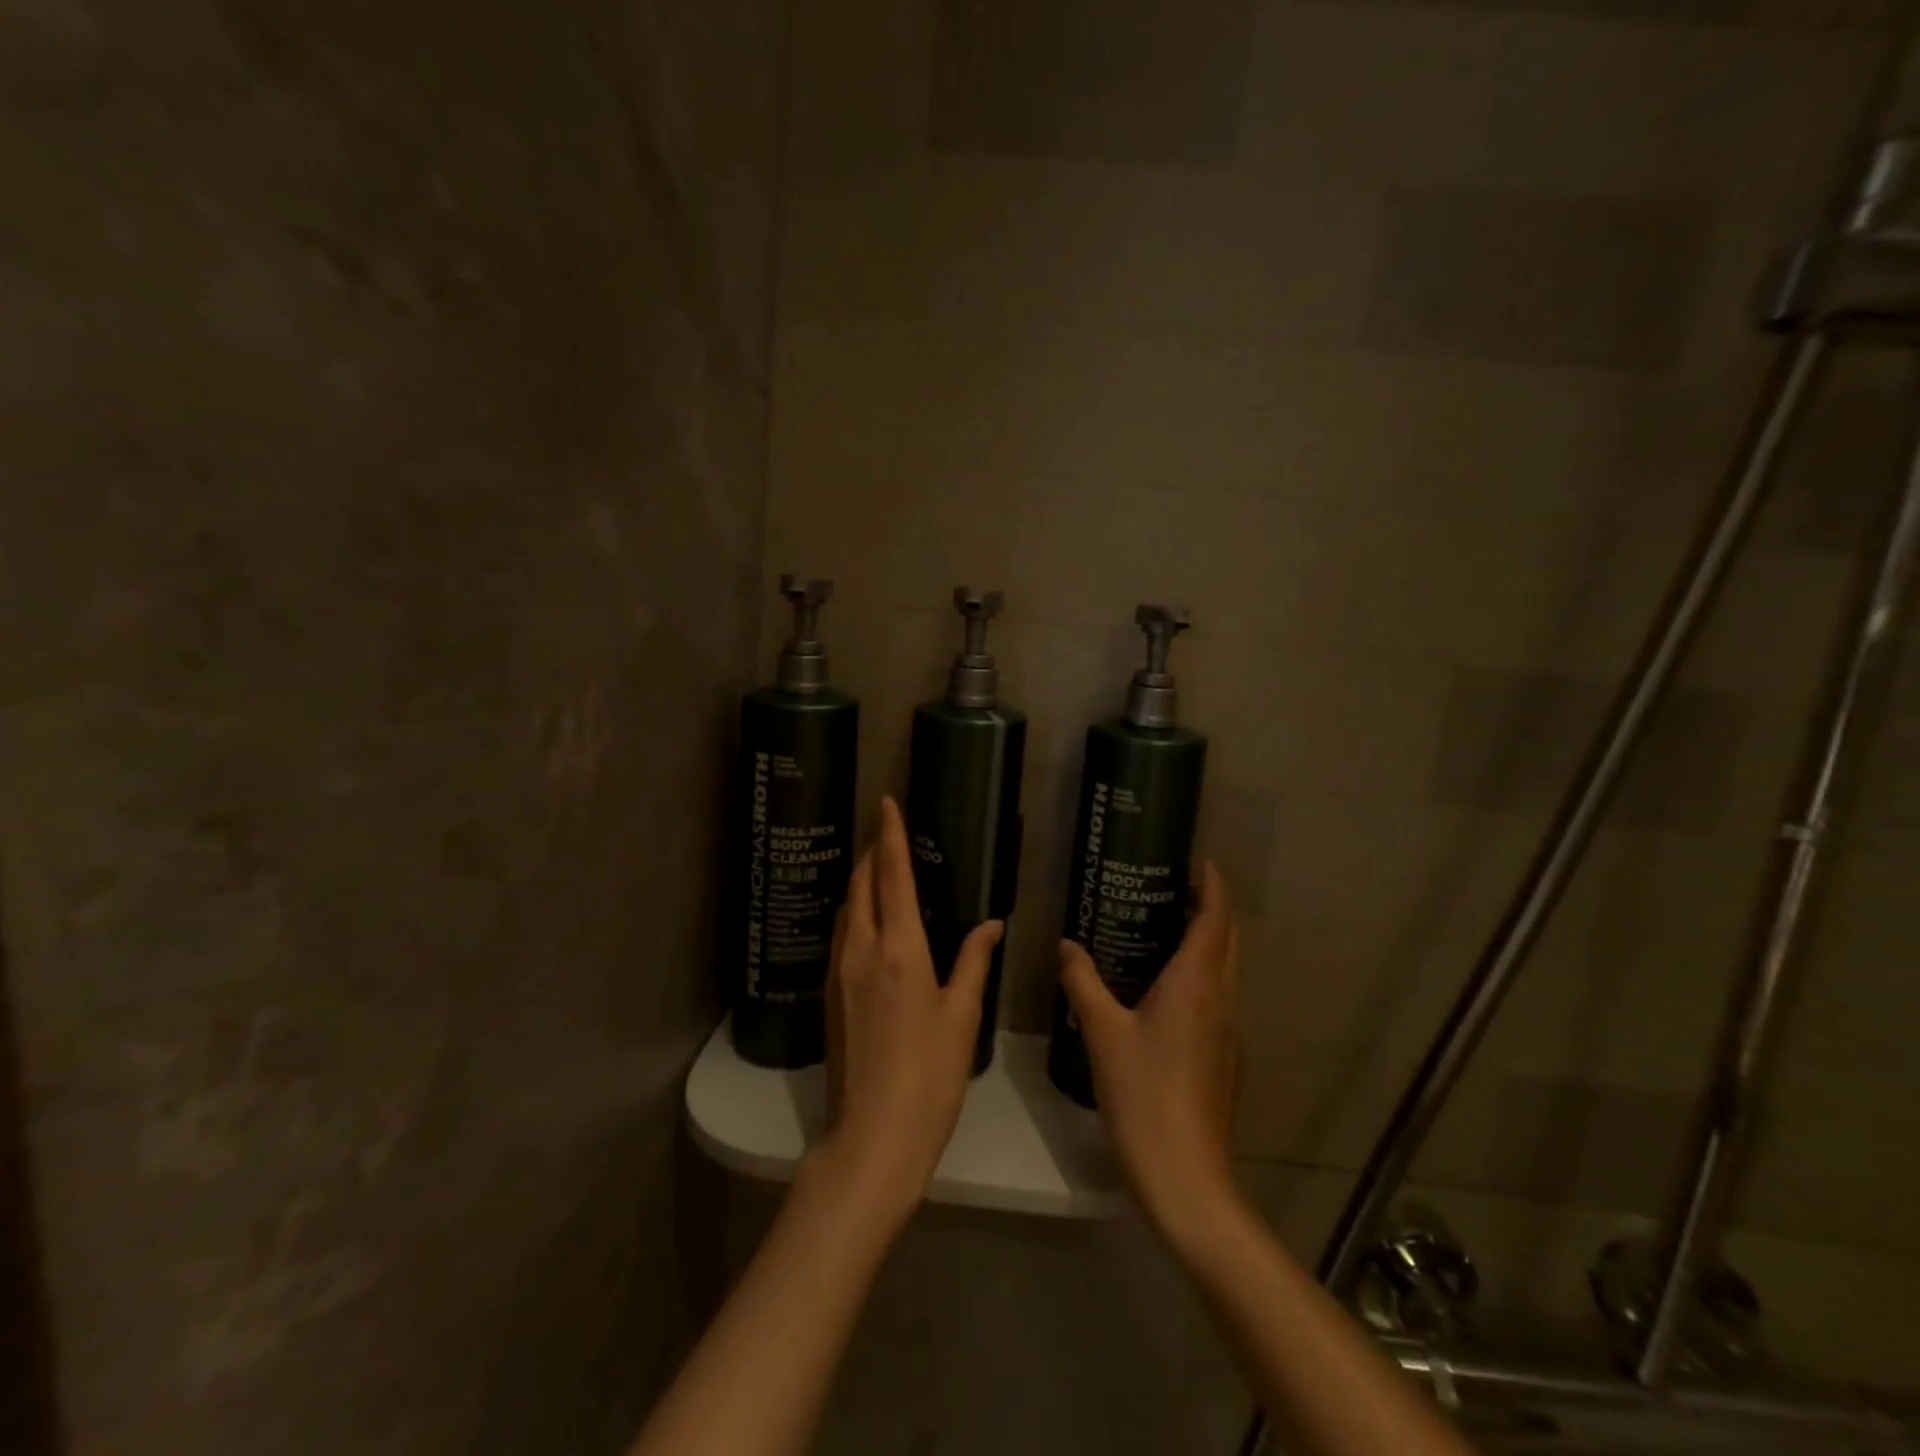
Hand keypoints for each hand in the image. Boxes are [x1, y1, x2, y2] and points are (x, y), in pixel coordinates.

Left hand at [814, 796, 1001, 1232]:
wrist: (873, 1135)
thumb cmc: (930, 1075)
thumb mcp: (962, 1015)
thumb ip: (973, 961)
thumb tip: (990, 924)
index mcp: (899, 948)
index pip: (893, 874)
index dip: (891, 834)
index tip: (887, 802)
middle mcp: (861, 948)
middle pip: (862, 883)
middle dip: (874, 851)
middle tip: (888, 831)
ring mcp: (839, 971)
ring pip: (846, 907)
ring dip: (862, 880)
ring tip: (880, 868)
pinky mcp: (829, 993)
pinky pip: (841, 933)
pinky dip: (854, 910)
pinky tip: (869, 919)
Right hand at [1059, 862, 1242, 1248]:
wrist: (1187, 1176)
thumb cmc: (1144, 1093)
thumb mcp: (1102, 1032)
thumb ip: (1082, 981)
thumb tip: (1066, 945)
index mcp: (1196, 983)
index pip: (1216, 918)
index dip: (1213, 886)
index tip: (1199, 862)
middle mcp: (1221, 999)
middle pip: (1229, 940)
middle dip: (1212, 909)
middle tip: (1175, 889)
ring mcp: (1230, 1032)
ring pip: (1227, 971)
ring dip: (1209, 943)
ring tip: (1167, 931)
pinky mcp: (1227, 1059)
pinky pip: (1219, 999)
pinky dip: (1203, 977)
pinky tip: (1168, 994)